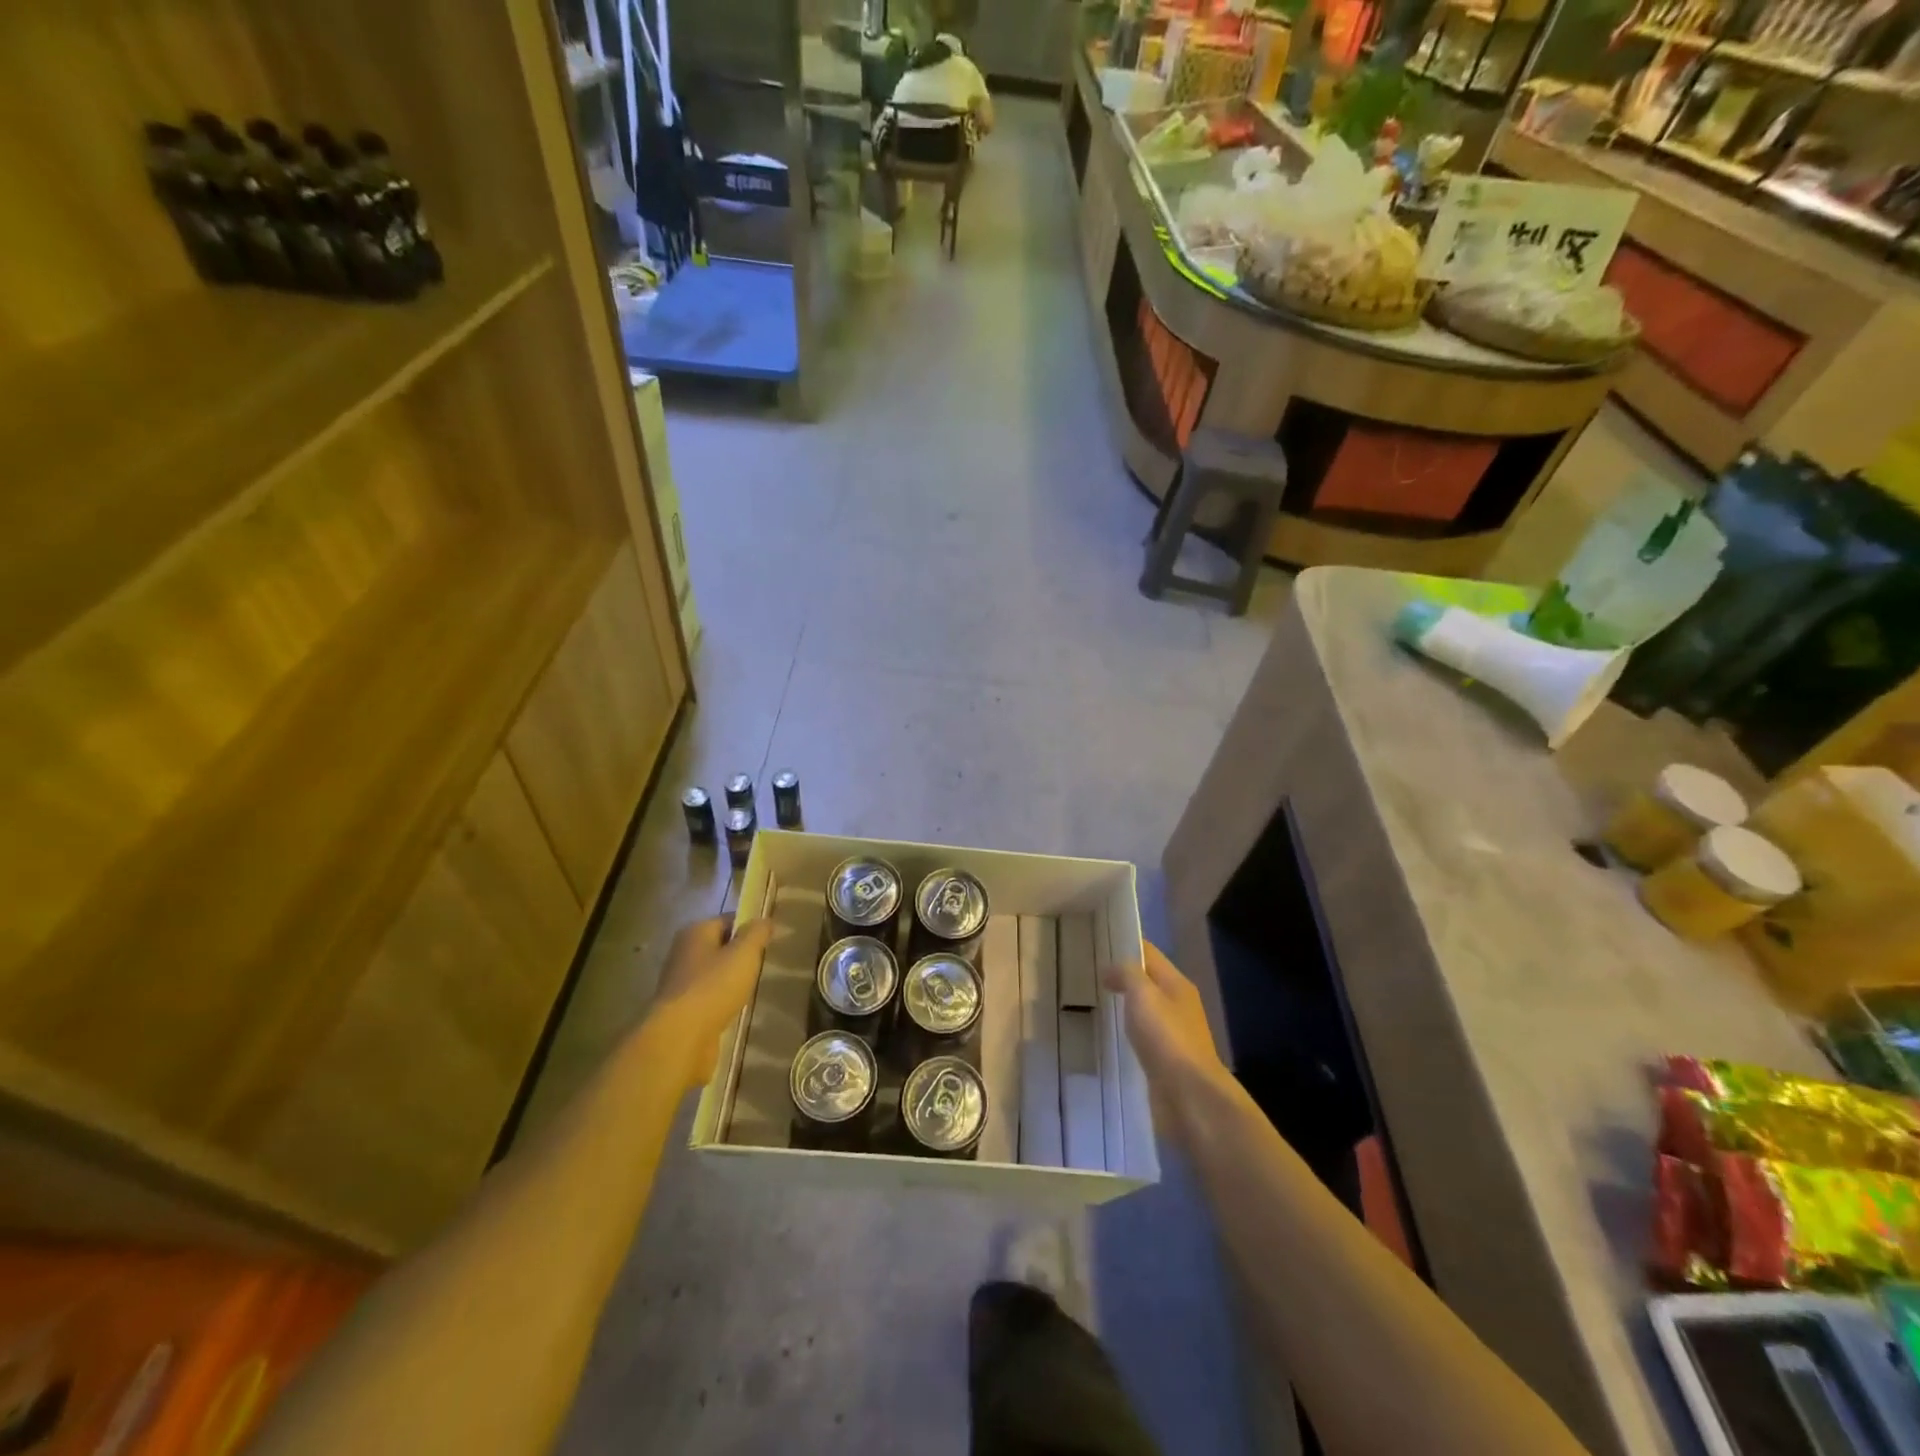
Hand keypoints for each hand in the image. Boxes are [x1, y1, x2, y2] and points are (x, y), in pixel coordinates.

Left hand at [646, 917, 773, 1085]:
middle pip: (720, 947)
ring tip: (757, 987)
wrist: (680, 1039)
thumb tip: (764, 920)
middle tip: (766, 964)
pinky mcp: (682, 1012)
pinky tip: (739, 1009)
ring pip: (715, 974)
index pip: (728, 920)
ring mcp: (680, 984)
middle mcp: (683, 953)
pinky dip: (724, 1002)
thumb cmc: (714, 986)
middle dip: (742, 955)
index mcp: (695, 932)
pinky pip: (710, 998)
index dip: (750, 927)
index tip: (771, 940)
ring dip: (733, 981)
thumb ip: (757, 933)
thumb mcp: (744, 953)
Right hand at [1101, 942, 1230, 1098]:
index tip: (1094, 943)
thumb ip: (1127, 974)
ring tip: (1092, 1002)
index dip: (1124, 945)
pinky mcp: (1165, 1061)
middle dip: (1121, 976)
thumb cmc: (1167, 1038)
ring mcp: (1173, 1035)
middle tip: (1086, 973)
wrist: (1190, 1097)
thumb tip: (1111, 969)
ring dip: (1123, 1006)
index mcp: (1177, 984)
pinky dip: (1127, 1032)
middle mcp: (1178, 1005)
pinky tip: (1108, 1036)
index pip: (1149, 954)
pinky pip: (1142, 1037)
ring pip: (1143, 1011)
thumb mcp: (1144, 995)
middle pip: (1147, 982)